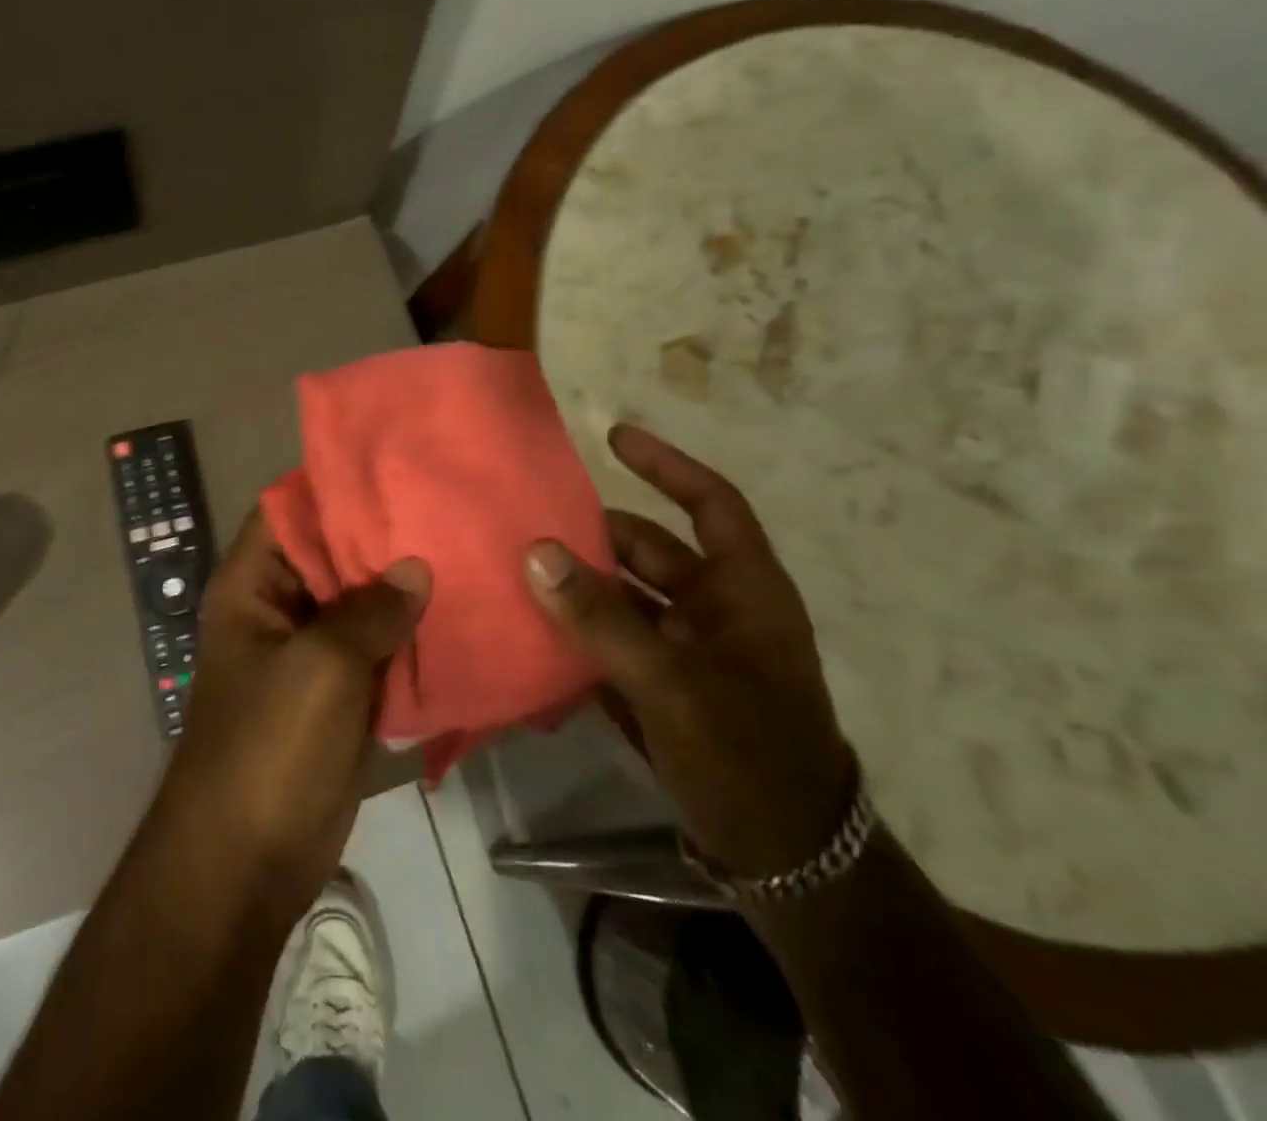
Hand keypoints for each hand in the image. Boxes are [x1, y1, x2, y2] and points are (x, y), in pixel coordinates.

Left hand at [156, 508, 428, 920]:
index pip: (291, 511)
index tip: (396, 468)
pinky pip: (376, 649)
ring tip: (466, 551)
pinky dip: (409, 636)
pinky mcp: (338, 692)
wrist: (248, 862)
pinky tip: (460, 615)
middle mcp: (279, 607)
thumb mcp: (322, 667)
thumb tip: (417, 567)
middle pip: (332, 554)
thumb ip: (371, 610)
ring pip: (360, 602)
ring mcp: (310, 651)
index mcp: (253, 585)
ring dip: (402, 588)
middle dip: (384, 537)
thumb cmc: (270, 747)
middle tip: (448, 507)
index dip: (336, 486)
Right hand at [523, 425, 853, 878]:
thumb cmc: (747, 755)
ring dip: (576, 586)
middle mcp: (715, 610)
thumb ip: (602, 617)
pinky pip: (609, 642)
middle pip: (649, 550)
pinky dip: (575, 633)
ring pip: (623, 598)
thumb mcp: (673, 683)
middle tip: (530, 520)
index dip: (666, 466)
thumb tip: (536, 552)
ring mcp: (686, 651)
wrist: (784, 863)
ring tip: (516, 570)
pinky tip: (529, 628)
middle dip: (594, 535)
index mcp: (743, 592)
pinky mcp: (660, 687)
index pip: (710, 504)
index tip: (613, 437)